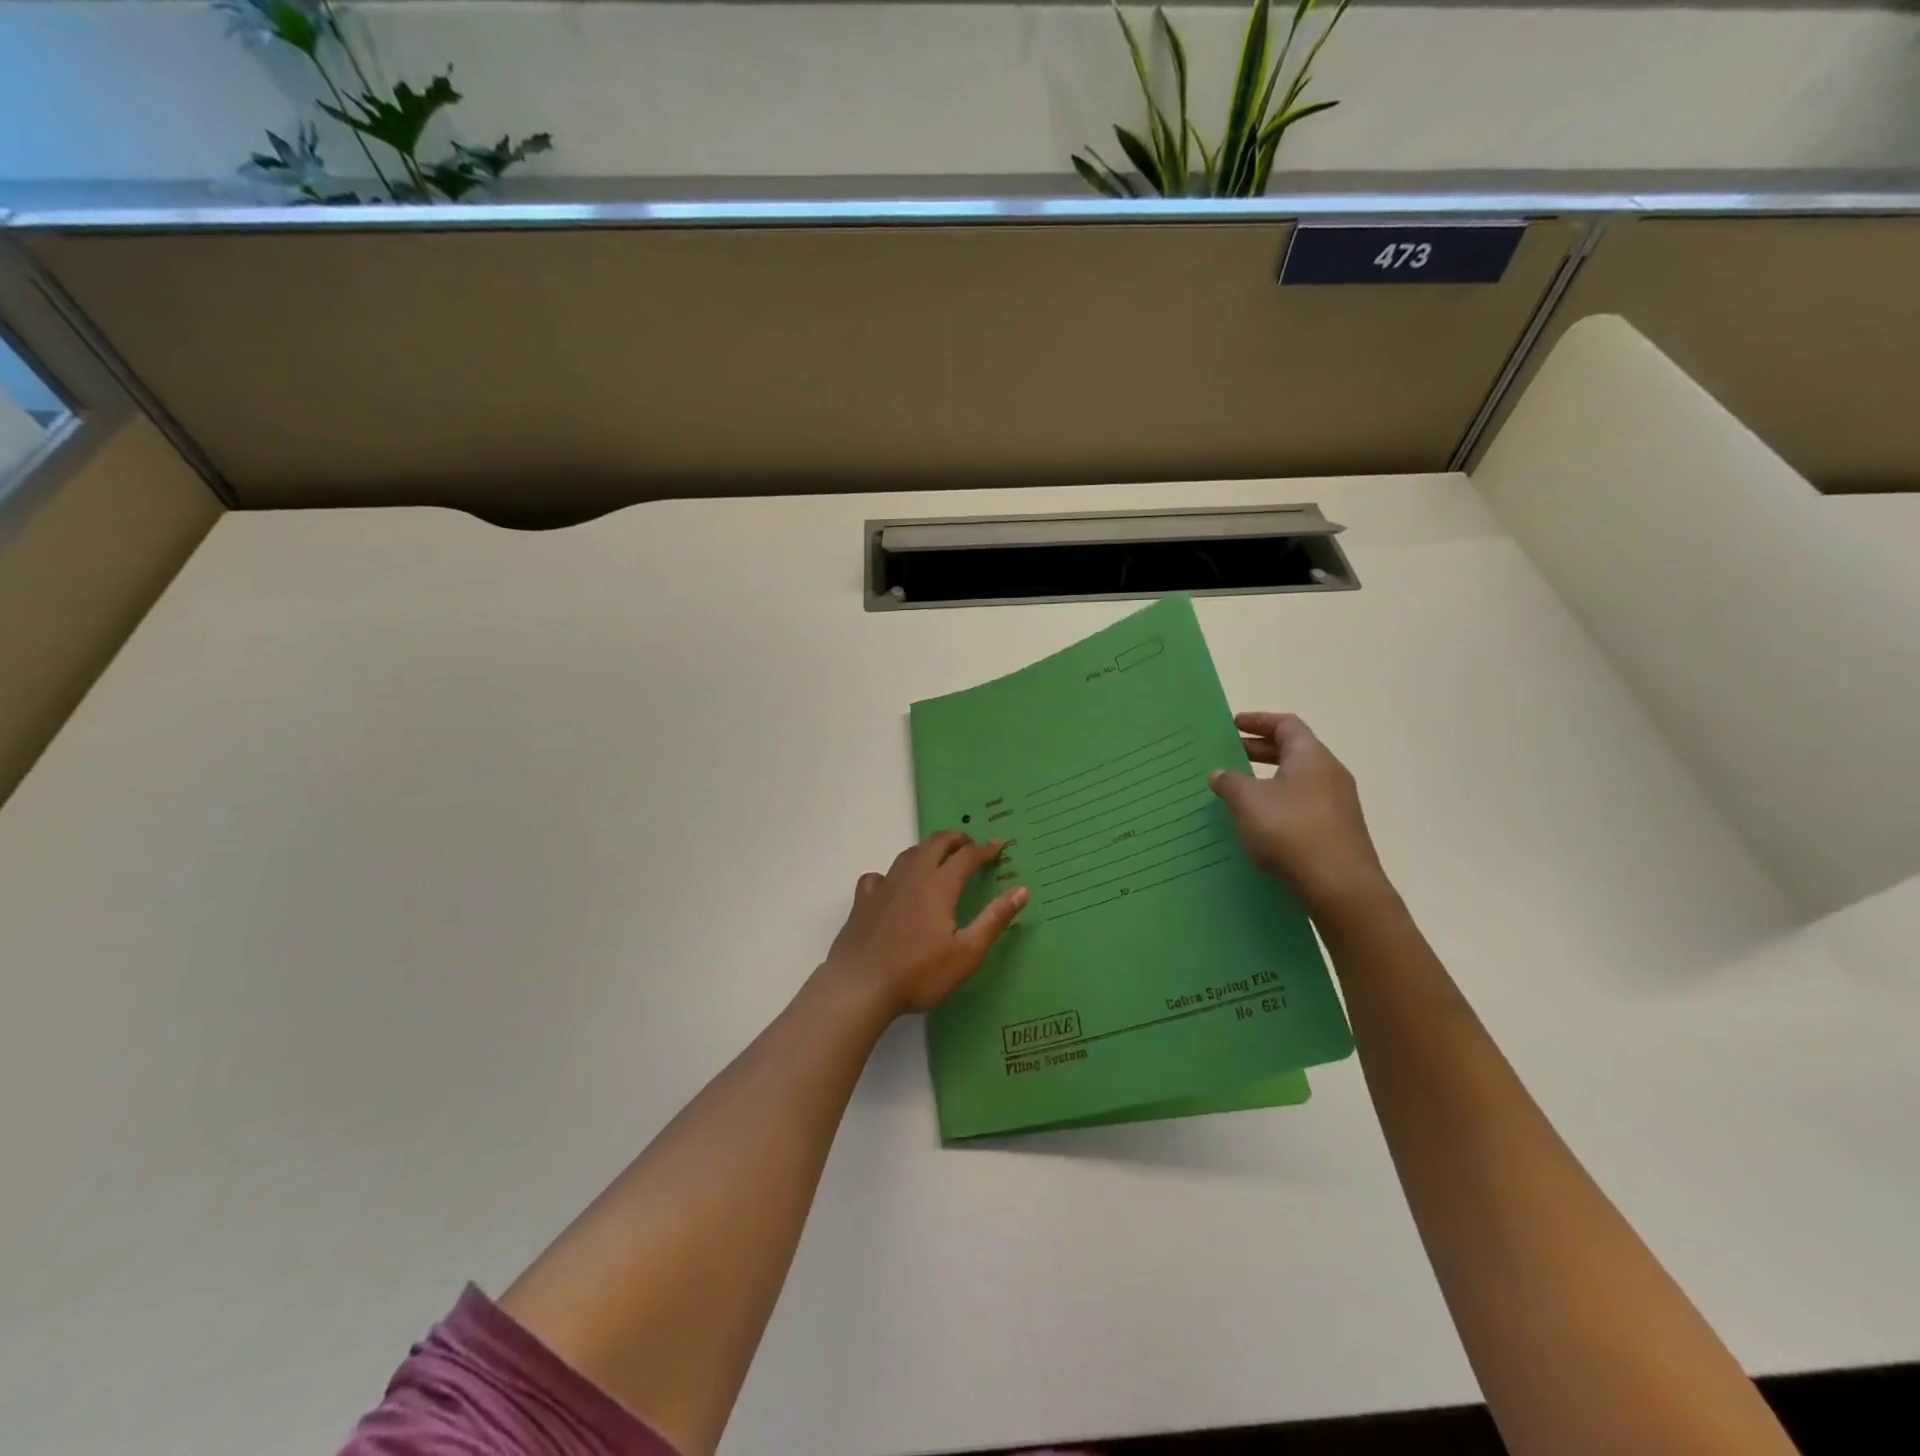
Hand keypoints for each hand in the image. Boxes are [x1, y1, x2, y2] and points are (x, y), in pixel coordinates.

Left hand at [822, 831, 1029, 1018]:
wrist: (860, 986)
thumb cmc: (919, 973)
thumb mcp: (968, 952)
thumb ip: (995, 919)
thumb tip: (1021, 890)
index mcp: (939, 885)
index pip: (967, 856)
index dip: (985, 849)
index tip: (1000, 845)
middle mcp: (912, 877)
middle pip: (935, 843)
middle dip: (956, 839)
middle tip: (970, 845)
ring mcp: (884, 887)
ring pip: (908, 854)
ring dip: (927, 849)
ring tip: (938, 858)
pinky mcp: (862, 902)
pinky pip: (878, 876)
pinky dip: (891, 874)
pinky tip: (892, 885)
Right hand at [1208, 711, 1389, 915]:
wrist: (1340, 887)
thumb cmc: (1290, 831)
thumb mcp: (1248, 802)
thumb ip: (1230, 782)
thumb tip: (1220, 773)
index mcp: (1311, 756)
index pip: (1286, 724)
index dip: (1258, 720)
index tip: (1233, 724)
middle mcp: (1330, 773)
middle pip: (1293, 751)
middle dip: (1259, 750)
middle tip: (1229, 754)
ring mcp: (1338, 804)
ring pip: (1298, 780)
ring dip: (1269, 779)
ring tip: (1239, 790)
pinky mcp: (1337, 831)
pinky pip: (1303, 805)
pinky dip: (1279, 803)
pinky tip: (1260, 822)